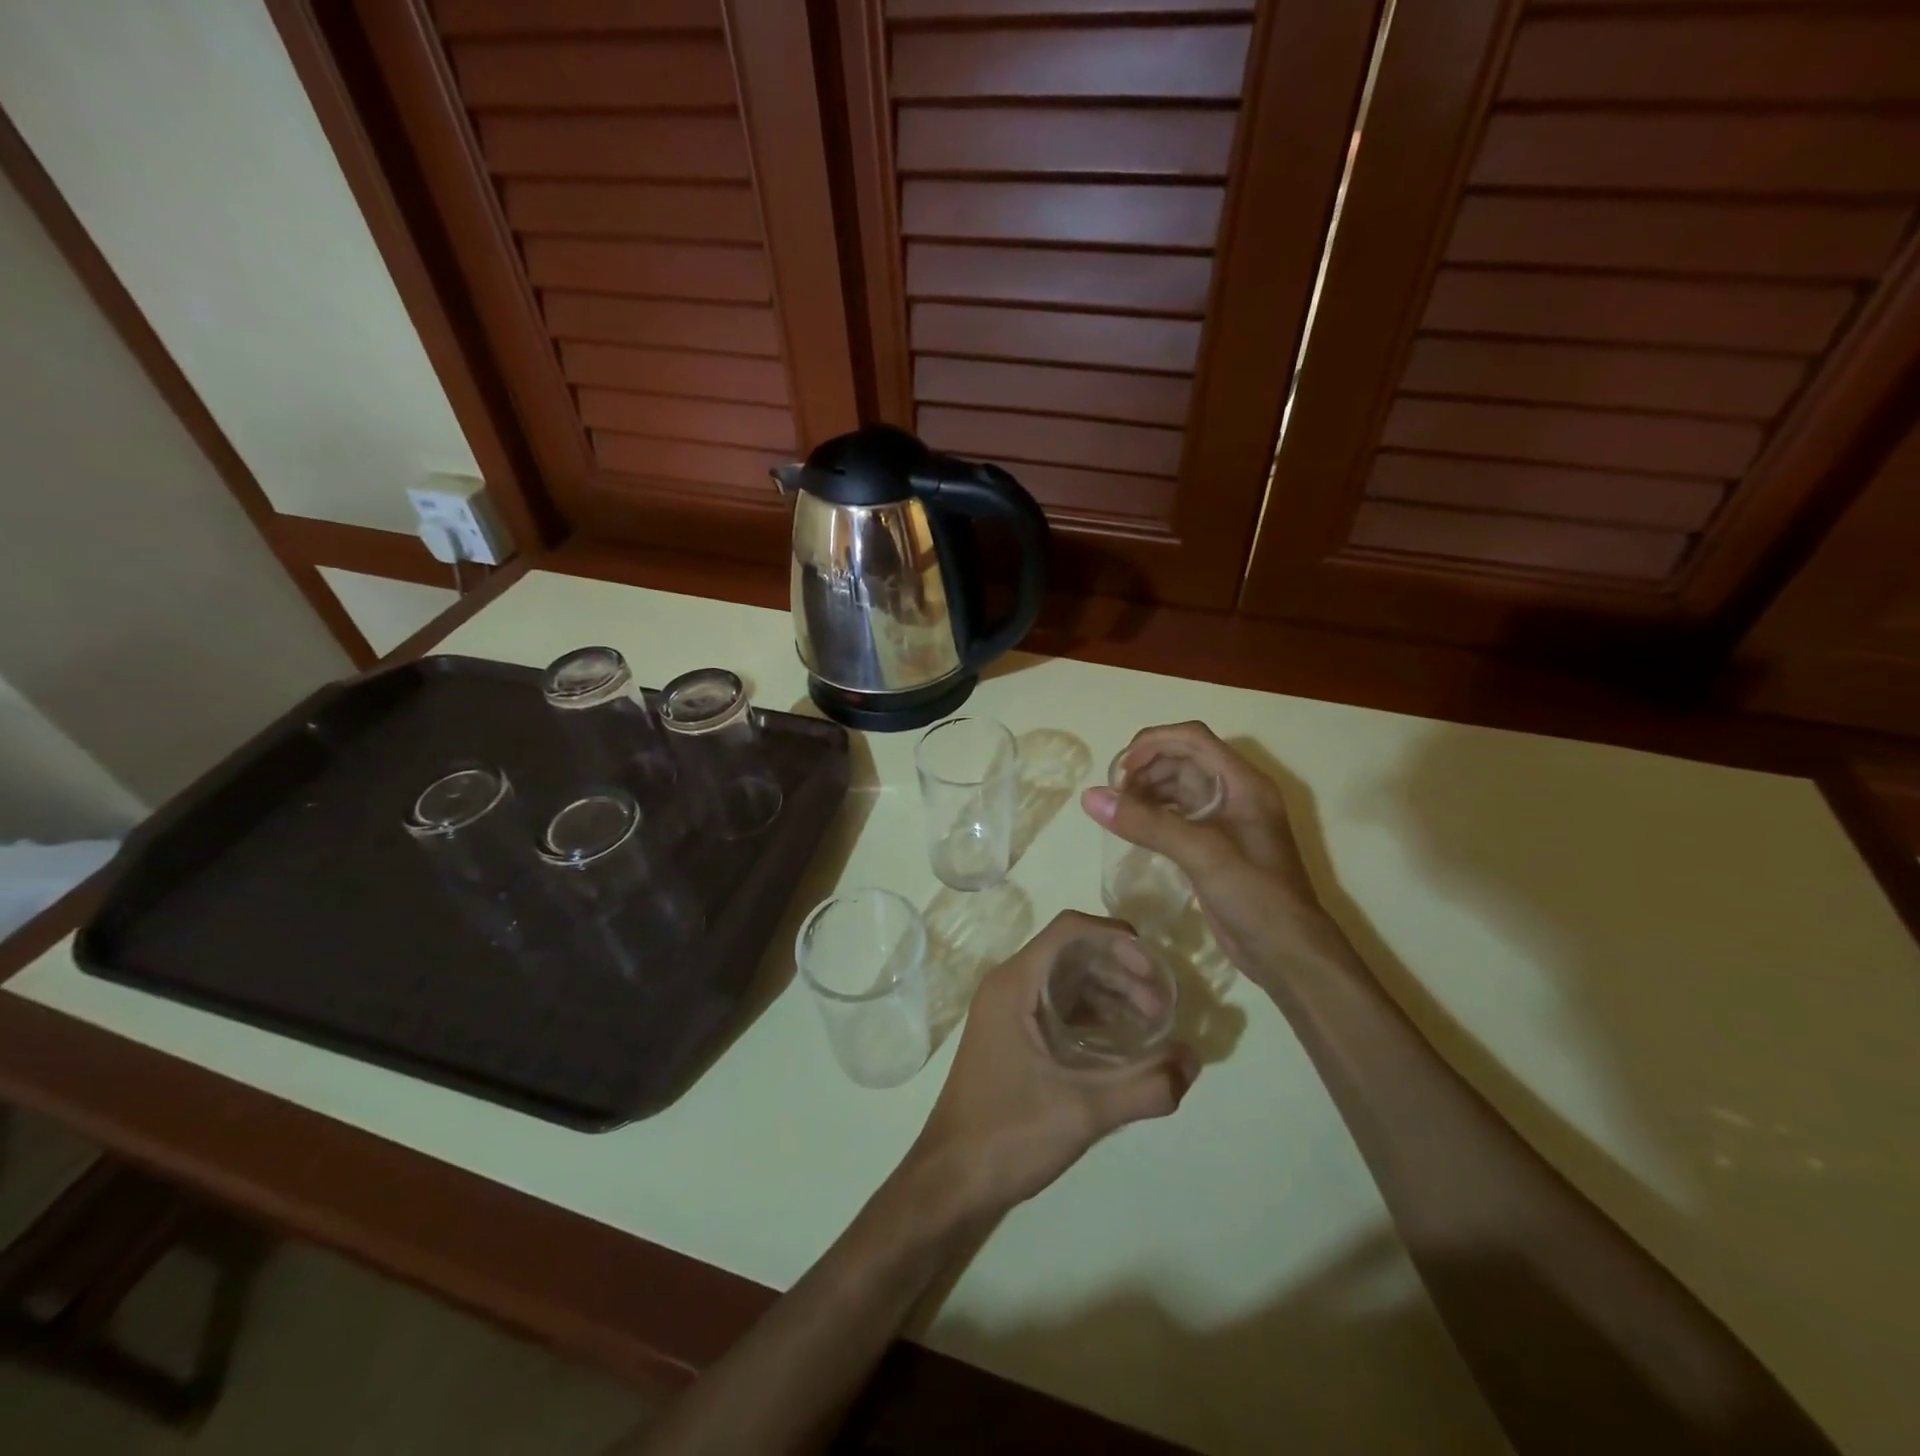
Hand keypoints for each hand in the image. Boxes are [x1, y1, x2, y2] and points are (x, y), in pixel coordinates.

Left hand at [910, 911, 1198, 1218]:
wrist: (951, 1181)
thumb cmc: (1008, 1135)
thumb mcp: (1083, 1111)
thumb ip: (1145, 1085)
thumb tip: (1195, 1060)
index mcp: (1015, 983)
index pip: (1070, 930)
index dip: (1116, 939)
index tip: (1154, 972)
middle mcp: (1010, 986)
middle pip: (1074, 954)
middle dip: (1122, 972)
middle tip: (1162, 1008)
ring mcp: (1009, 1012)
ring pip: (1068, 981)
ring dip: (1111, 994)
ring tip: (1152, 1026)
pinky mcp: (1014, 1037)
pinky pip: (1060, 1008)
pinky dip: (1094, 1016)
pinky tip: (1124, 1045)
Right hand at [1082, 722, 1337, 995]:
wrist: (1288, 954)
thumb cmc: (1255, 896)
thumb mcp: (1201, 854)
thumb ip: (1147, 823)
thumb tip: (1091, 796)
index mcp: (1243, 783)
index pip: (1193, 739)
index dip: (1153, 743)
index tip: (1120, 770)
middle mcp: (1235, 794)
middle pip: (1183, 760)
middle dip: (1146, 769)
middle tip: (1115, 796)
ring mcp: (1226, 821)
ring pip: (1178, 787)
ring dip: (1147, 791)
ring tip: (1119, 812)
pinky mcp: (1215, 846)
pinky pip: (1178, 815)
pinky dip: (1154, 815)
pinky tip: (1134, 830)